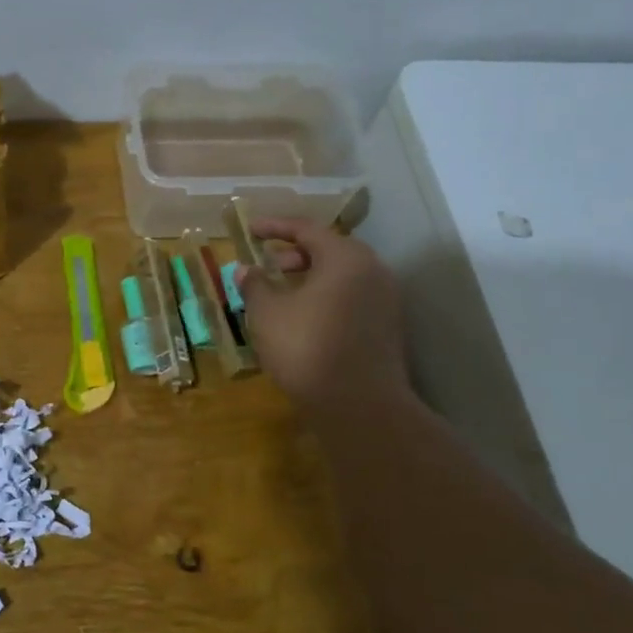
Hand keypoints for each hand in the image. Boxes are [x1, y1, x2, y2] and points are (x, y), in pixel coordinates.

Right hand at [236, 217, 410, 420]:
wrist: (359, 405)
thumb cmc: (307, 348)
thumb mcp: (267, 314)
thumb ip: (255, 285)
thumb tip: (245, 269)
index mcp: (345, 257)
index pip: (307, 229)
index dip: (275, 227)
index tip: (251, 229)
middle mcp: (372, 270)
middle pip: (331, 249)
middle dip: (296, 252)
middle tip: (269, 263)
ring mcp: (385, 300)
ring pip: (343, 274)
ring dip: (312, 276)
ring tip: (283, 291)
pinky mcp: (387, 326)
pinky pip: (353, 296)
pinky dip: (327, 295)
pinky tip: (305, 316)